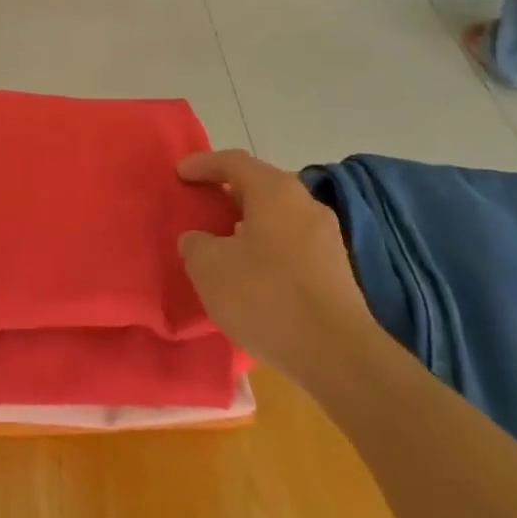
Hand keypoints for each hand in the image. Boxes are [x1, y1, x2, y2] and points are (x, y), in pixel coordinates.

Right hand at [176, 150, 372, 370]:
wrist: (337, 355)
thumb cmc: (266, 297)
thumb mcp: (209, 267)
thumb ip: (196, 244)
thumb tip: (200, 240)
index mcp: (276, 192)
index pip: (234, 162)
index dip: (203, 164)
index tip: (179, 174)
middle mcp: (306, 204)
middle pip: (259, 187)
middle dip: (227, 194)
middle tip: (200, 206)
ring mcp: (326, 237)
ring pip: (277, 217)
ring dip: (247, 224)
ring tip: (220, 243)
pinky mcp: (335, 270)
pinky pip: (290, 244)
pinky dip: (265, 247)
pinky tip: (249, 273)